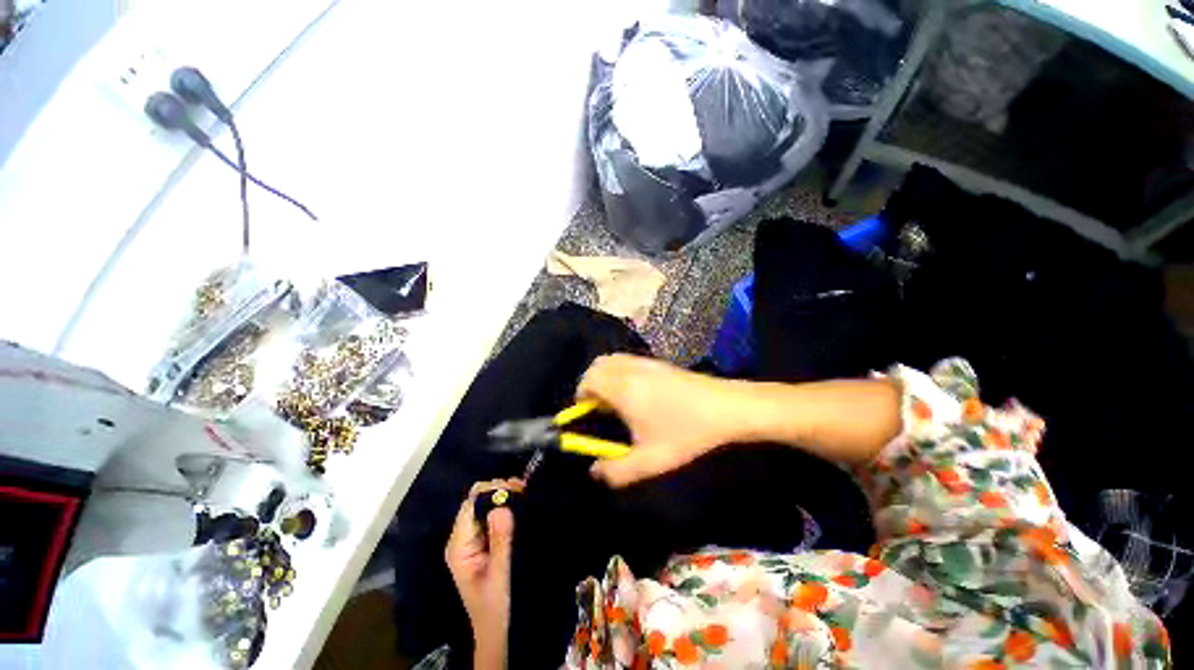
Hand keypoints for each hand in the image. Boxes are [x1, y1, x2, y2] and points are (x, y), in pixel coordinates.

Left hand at [445, 478, 523, 666]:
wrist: (496, 629)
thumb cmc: (495, 605)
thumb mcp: (500, 573)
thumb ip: (500, 540)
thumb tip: (501, 505)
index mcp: (459, 545)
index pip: (471, 503)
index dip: (492, 490)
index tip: (517, 488)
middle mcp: (463, 537)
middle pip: (477, 500)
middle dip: (499, 490)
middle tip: (524, 489)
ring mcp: (473, 538)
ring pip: (486, 504)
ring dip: (504, 496)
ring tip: (525, 493)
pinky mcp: (484, 540)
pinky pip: (492, 514)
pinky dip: (507, 505)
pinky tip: (521, 503)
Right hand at [577, 354, 737, 487]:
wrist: (726, 407)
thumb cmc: (685, 433)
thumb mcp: (650, 461)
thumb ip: (617, 471)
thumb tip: (594, 472)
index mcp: (622, 388)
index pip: (588, 380)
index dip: (581, 395)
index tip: (586, 412)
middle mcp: (630, 369)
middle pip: (597, 365)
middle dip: (591, 383)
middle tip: (600, 406)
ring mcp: (646, 362)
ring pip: (613, 360)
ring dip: (606, 375)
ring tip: (617, 399)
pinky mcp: (659, 362)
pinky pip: (628, 360)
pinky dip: (621, 371)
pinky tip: (637, 392)